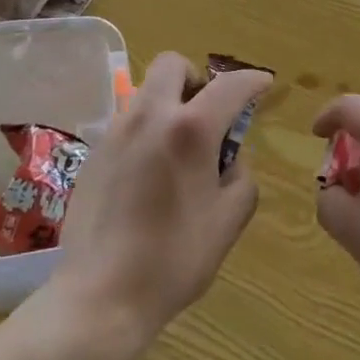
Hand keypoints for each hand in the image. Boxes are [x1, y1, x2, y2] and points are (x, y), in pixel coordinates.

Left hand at [52, 51, 270, 339]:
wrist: (100, 295)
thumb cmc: (173, 259)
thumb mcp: (228, 221)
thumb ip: (242, 178)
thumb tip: (231, 160)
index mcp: (190, 129)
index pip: (229, 85)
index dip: (252, 80)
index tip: (264, 85)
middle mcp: (150, 116)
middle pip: (173, 64)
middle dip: (196, 77)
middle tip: (208, 113)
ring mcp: (117, 131)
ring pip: (147, 92)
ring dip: (169, 103)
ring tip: (179, 147)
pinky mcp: (95, 152)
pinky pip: (128, 122)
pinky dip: (147, 130)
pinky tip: (150, 173)